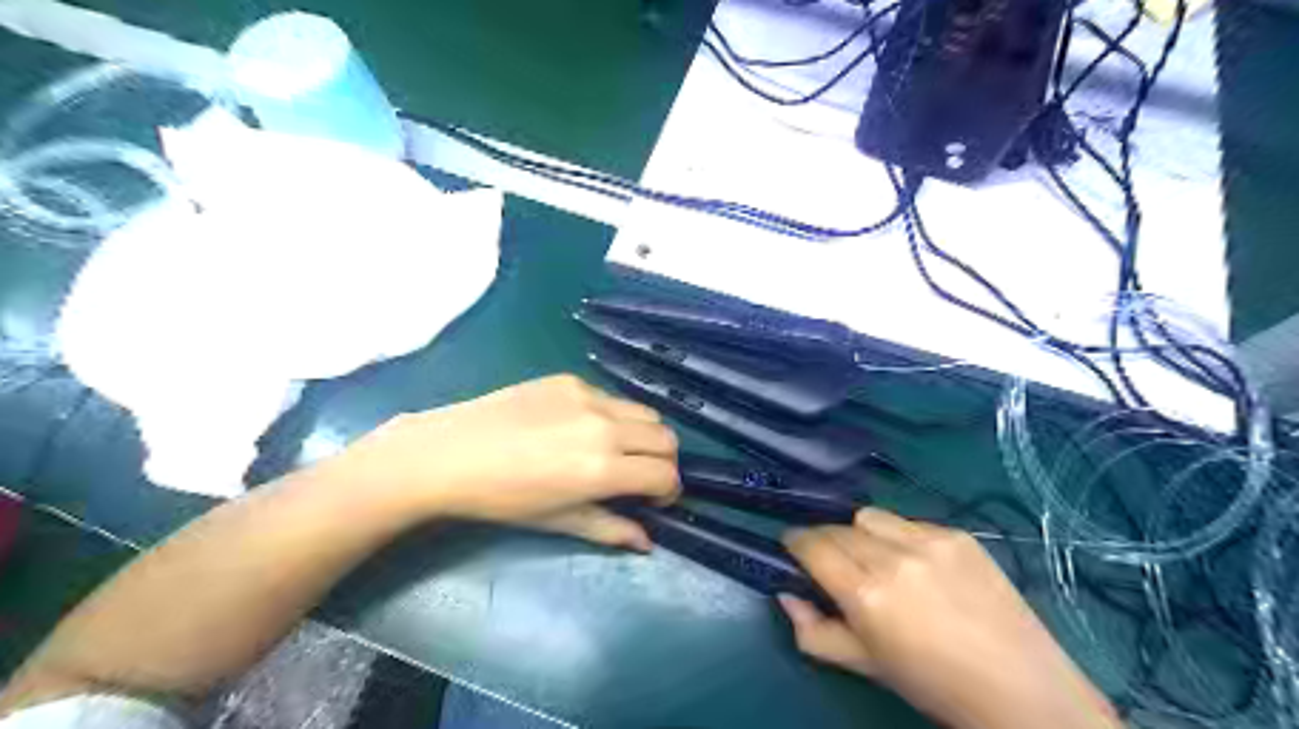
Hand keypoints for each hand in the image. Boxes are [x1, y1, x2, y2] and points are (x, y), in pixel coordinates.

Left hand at [324, 372, 679, 549]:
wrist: (450, 453)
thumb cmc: (502, 499)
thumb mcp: (558, 521)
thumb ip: (610, 529)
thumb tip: (646, 542)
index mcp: (603, 469)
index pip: (665, 474)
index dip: (669, 491)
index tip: (654, 500)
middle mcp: (606, 427)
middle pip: (666, 438)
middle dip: (663, 462)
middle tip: (640, 477)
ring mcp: (589, 397)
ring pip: (645, 412)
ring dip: (644, 435)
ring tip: (617, 450)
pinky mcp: (570, 380)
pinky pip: (611, 398)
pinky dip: (613, 416)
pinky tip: (581, 429)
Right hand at [775, 509, 1121, 728]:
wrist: (1022, 690)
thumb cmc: (933, 684)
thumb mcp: (864, 666)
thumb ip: (813, 631)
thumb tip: (785, 596)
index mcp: (866, 593)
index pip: (812, 545)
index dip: (795, 542)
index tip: (792, 548)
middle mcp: (893, 557)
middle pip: (837, 526)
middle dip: (826, 540)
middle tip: (834, 562)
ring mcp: (929, 541)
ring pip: (870, 515)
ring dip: (860, 531)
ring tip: (875, 557)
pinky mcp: (958, 535)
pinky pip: (909, 521)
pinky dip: (899, 535)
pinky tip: (917, 564)